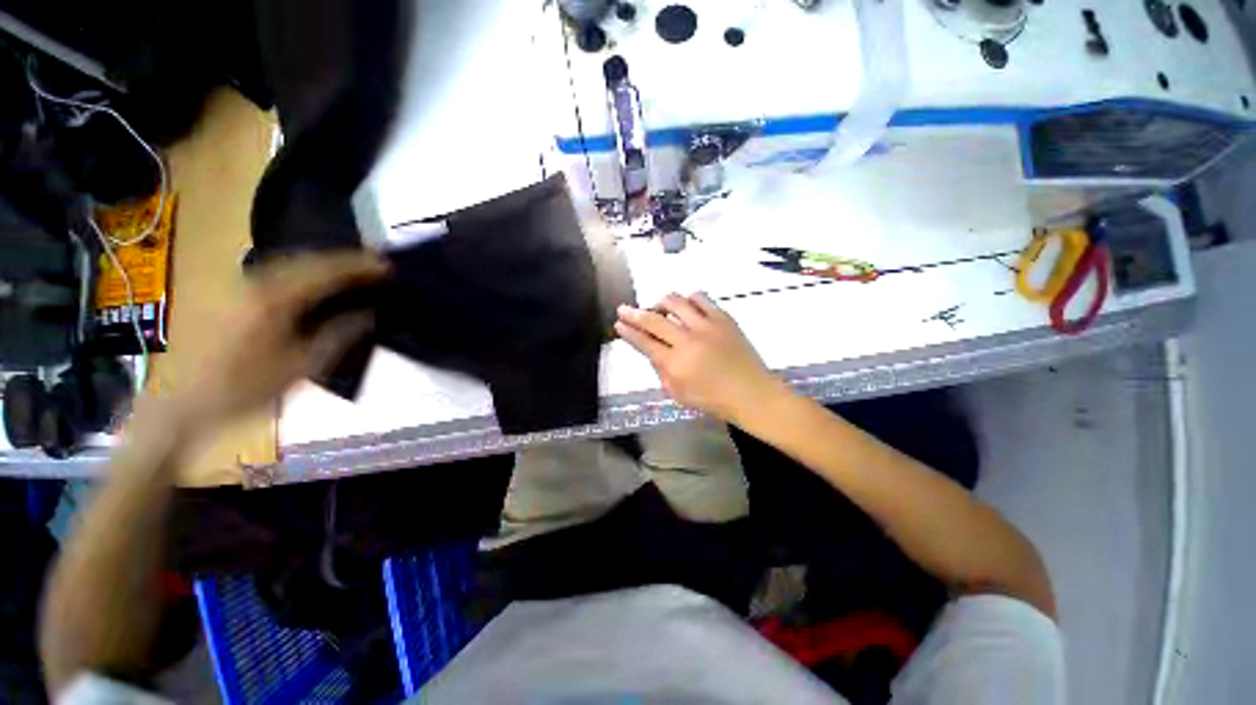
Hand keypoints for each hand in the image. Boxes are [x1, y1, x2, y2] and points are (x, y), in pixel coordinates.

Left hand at [173, 251, 388, 428]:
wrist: (181, 403)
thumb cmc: (244, 389)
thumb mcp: (301, 367)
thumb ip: (338, 335)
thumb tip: (369, 313)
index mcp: (273, 299)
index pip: (325, 271)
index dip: (359, 266)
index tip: (389, 265)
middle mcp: (254, 282)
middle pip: (307, 259)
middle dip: (345, 259)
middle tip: (376, 263)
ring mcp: (238, 285)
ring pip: (291, 262)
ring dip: (325, 263)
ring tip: (354, 269)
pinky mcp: (230, 293)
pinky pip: (276, 272)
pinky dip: (304, 271)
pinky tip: (317, 281)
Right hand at [615, 293, 788, 424]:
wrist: (751, 393)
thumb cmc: (713, 400)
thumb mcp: (678, 394)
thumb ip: (661, 372)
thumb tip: (653, 351)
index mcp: (675, 364)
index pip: (644, 342)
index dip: (628, 332)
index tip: (618, 323)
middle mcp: (687, 341)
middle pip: (654, 320)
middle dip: (634, 313)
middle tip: (624, 309)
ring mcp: (707, 326)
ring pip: (676, 302)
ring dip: (661, 302)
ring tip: (659, 308)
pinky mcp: (723, 318)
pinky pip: (701, 298)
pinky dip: (688, 300)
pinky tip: (686, 307)